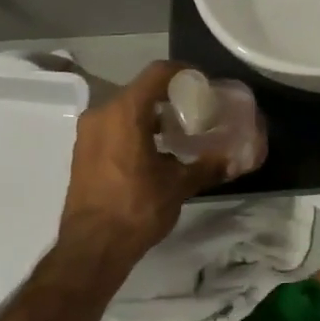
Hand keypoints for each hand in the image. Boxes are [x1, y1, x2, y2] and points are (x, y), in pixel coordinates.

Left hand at [59, 61, 228, 258]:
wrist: (92, 248)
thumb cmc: (136, 209)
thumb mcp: (179, 185)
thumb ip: (208, 166)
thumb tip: (236, 160)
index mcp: (125, 112)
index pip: (157, 73)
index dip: (184, 72)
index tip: (203, 84)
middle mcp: (102, 113)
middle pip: (141, 89)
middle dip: (170, 96)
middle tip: (196, 110)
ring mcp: (89, 132)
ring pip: (126, 108)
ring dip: (152, 114)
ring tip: (179, 132)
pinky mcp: (83, 150)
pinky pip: (113, 125)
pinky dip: (135, 128)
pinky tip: (156, 150)